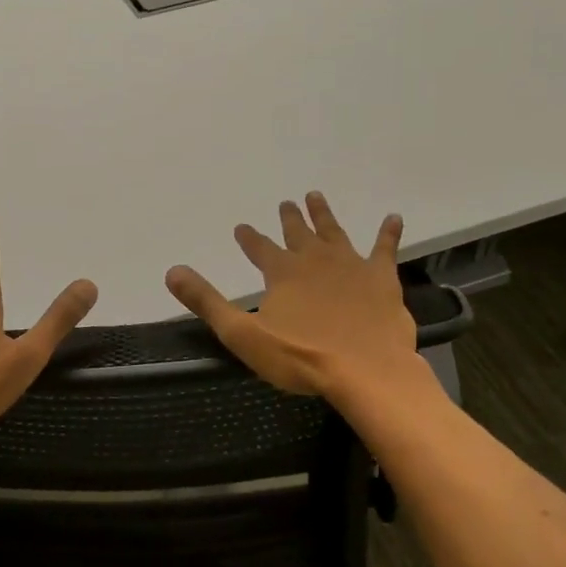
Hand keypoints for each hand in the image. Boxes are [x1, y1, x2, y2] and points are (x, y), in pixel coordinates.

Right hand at [166, 192, 416, 398]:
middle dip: (290, 219)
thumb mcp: (242, 334)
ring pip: (334, 233)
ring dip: (324, 215)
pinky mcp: (381, 279)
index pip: (259, 248)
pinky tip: (393, 218)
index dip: (249, 238)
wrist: (366, 370)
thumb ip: (208, 302)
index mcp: (282, 273)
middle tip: (286, 203)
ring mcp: (351, 266)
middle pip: (298, 234)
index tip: (242, 227)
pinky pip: (384, 249)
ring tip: (316, 196)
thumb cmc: (301, 357)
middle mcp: (315, 260)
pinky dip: (388, 233)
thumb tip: (172, 272)